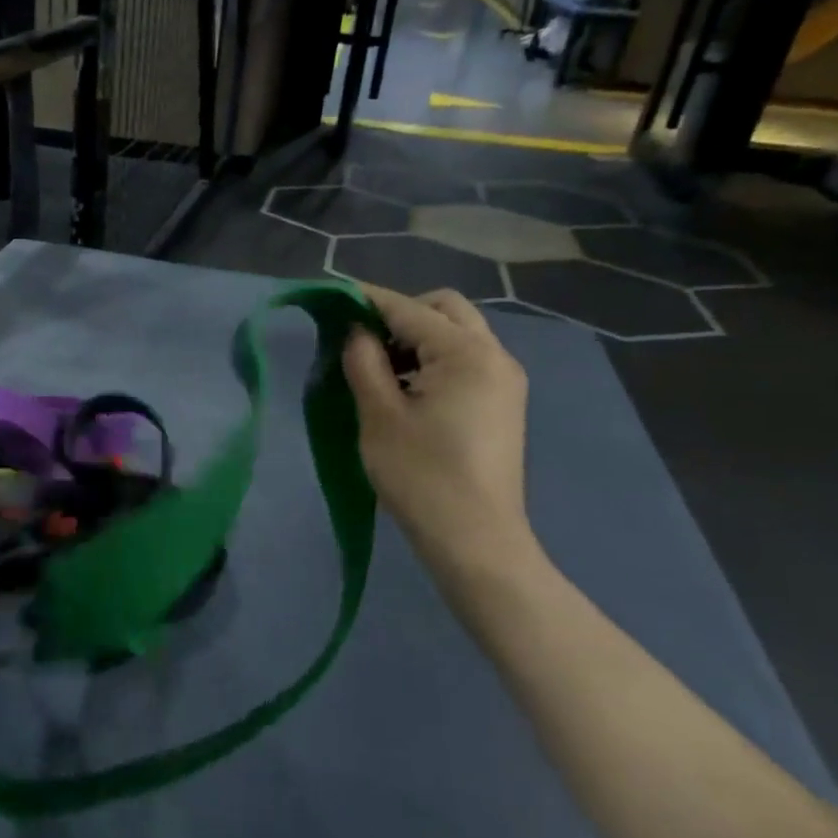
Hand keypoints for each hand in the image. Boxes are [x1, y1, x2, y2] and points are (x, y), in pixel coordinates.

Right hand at [342, 286, 534, 581]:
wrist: (475, 541)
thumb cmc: (421, 477)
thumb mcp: (379, 415)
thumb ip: (364, 361)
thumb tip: (356, 331)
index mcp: (466, 353)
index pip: (408, 309)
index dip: (367, 299)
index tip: (332, 296)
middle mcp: (494, 355)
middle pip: (444, 309)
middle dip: (400, 313)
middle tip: (362, 339)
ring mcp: (504, 379)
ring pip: (457, 332)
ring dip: (418, 336)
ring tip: (379, 368)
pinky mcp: (503, 402)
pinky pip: (466, 359)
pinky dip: (434, 358)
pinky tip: (407, 389)